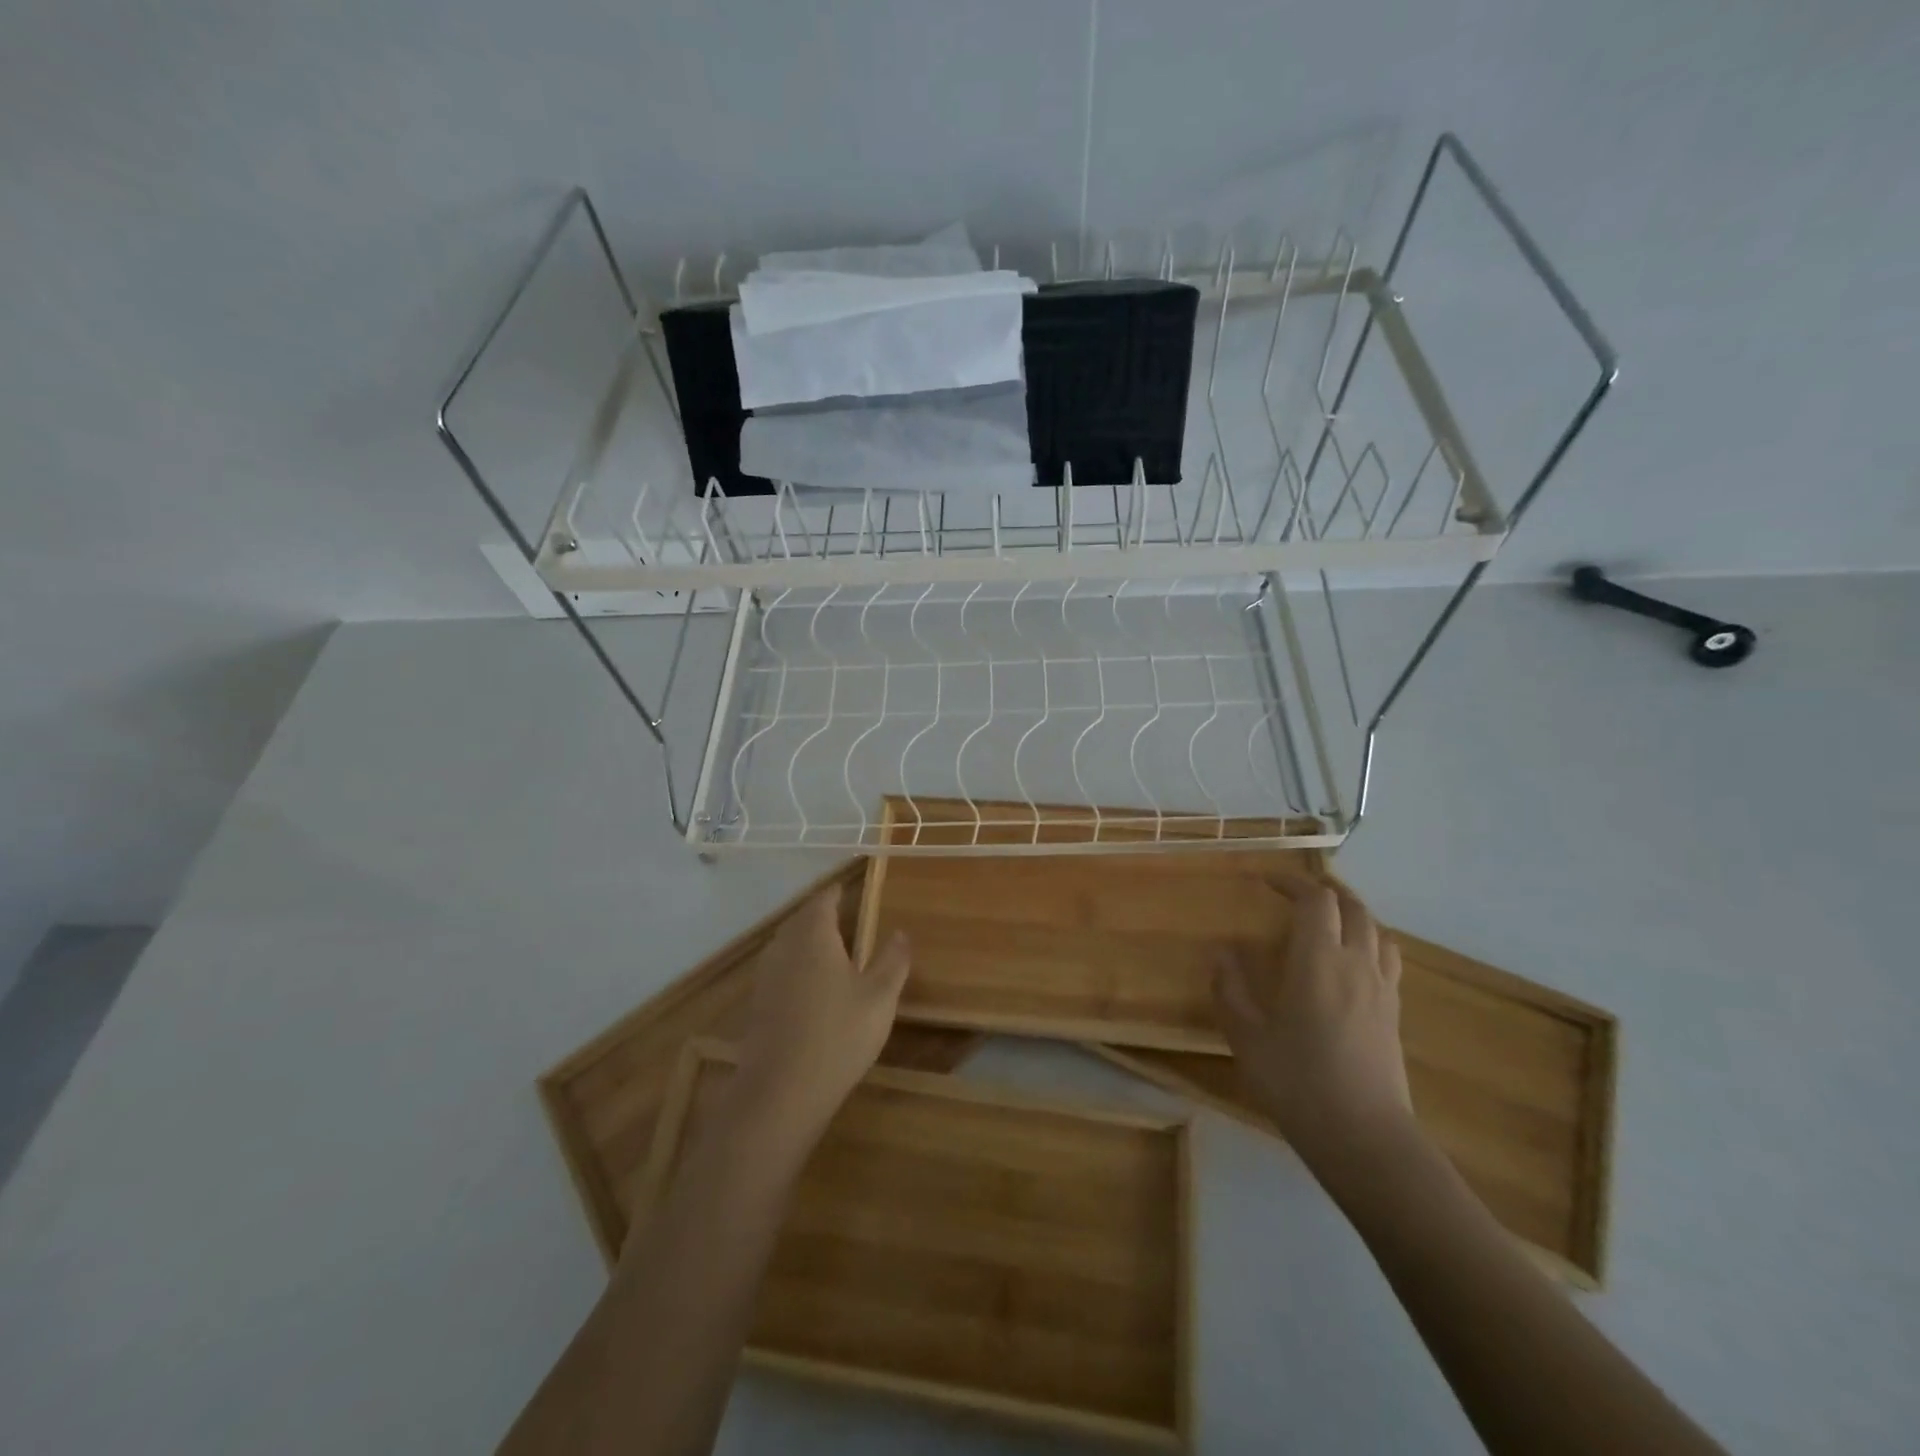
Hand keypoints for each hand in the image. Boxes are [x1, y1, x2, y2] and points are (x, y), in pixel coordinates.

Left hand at [727, 887, 910, 1156]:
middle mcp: (785, 946)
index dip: (836, 893)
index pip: (823, 900)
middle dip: (819, 914)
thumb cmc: (839, 1035)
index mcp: (814, 935)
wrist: (781, 1092)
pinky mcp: (758, 1003)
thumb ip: (893, 960)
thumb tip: (900, 932)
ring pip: (787, 943)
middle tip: (842, 915)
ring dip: (806, 939)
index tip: (848, 890)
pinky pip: (779, 968)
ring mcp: (766, 975)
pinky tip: (810, 985)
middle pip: (801, 919)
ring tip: (829, 947)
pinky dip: (795, 965)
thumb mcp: (880, 997)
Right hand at [1215, 871, 1412, 1162]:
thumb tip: (1222, 953)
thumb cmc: (1298, 1083)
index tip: (1267, 881)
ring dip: (1352, 912)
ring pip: (1376, 930)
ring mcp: (1382, 988)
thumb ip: (1231, 990)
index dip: (1292, 882)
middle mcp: (1355, 964)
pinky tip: (1353, 961)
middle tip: (1297, 891)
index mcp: (1318, 961)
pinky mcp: (1393, 1012)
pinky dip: (1370, 941)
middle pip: (1352, 907)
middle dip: (1325, 890)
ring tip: (1329, 918)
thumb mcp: (1248, 1038)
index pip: (1315, 900)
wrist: (1365, 1137)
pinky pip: (1387, 958)